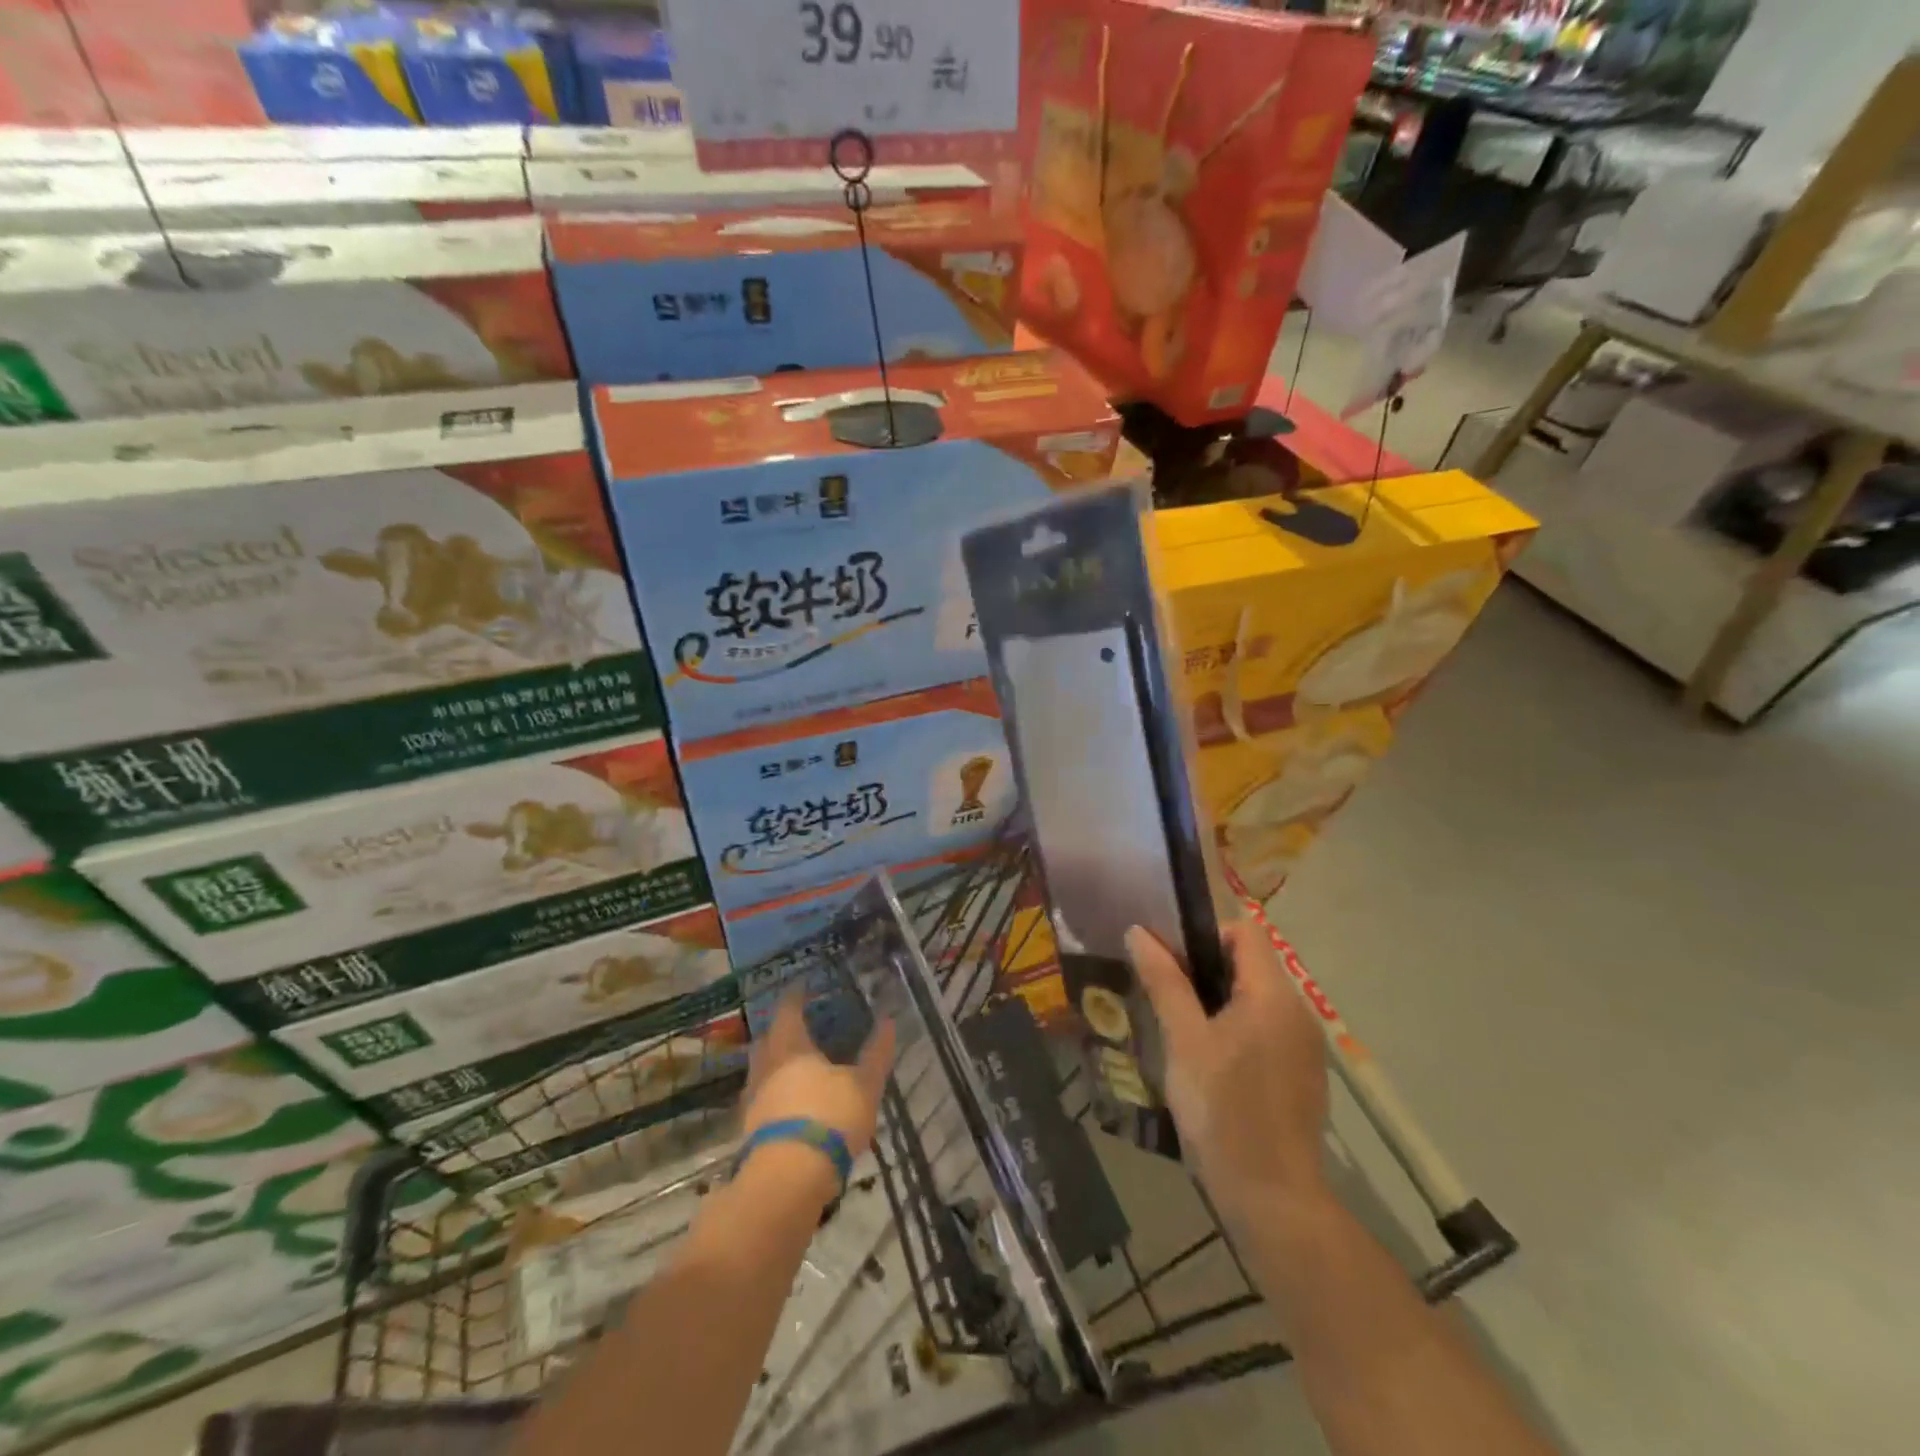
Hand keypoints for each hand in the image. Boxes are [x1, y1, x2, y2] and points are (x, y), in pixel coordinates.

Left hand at [742, 994, 896, 1161]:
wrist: (788, 1178)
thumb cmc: (829, 1117)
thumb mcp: (864, 1085)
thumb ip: (876, 1053)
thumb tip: (889, 1020)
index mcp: (792, 1047)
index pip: (789, 1011)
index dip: (795, 997)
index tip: (802, 987)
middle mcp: (767, 1066)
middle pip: (769, 1040)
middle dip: (781, 1030)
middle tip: (796, 1025)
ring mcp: (754, 1099)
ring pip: (761, 1070)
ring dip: (775, 1063)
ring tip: (793, 1065)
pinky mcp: (750, 1131)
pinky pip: (761, 1100)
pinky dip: (773, 1094)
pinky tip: (787, 1104)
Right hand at [1126, 920, 1329, 1223]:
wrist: (1272, 1198)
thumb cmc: (1223, 1110)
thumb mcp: (1184, 1040)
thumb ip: (1165, 982)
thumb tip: (1139, 932)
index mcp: (1274, 995)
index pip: (1244, 932)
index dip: (1204, 933)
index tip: (1168, 959)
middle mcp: (1298, 1011)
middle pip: (1251, 964)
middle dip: (1205, 969)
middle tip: (1164, 992)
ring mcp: (1305, 1046)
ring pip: (1257, 999)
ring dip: (1218, 1001)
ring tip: (1179, 1027)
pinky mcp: (1302, 1074)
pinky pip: (1267, 1029)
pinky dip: (1237, 1029)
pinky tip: (1209, 1062)